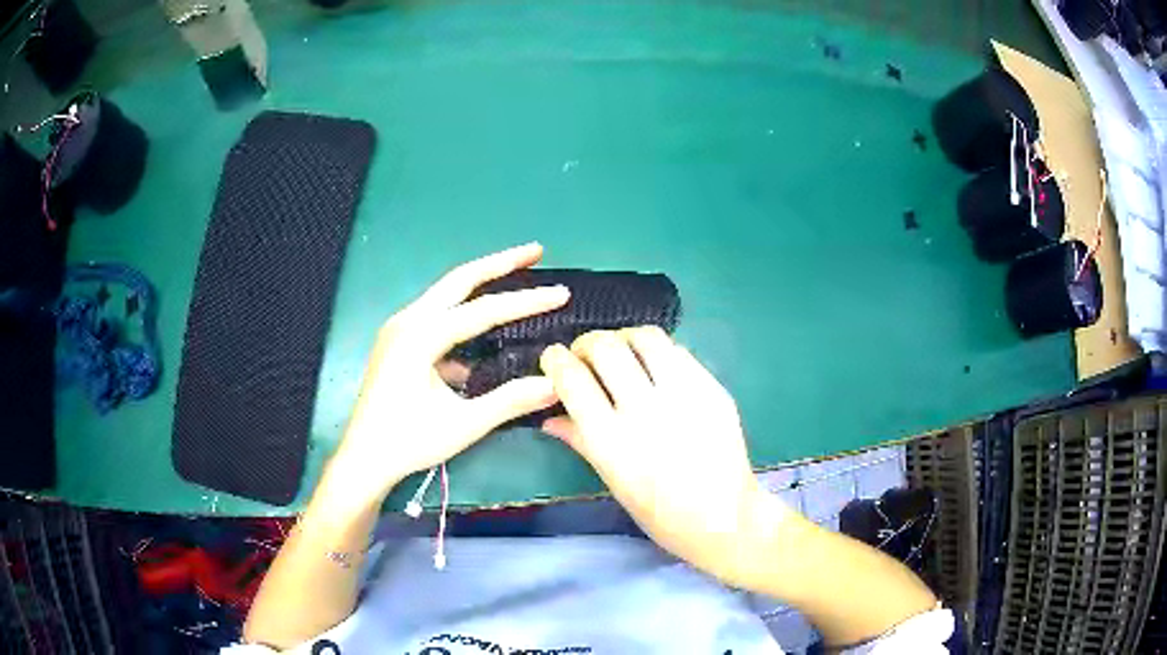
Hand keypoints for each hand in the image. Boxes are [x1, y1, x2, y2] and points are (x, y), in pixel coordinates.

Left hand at [325, 243, 569, 505]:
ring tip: (515, 277)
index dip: (526, 301)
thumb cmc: (410, 442)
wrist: (364, 459)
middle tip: (536, 251)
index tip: (562, 292)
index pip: (483, 310)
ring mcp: (399, 329)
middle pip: (459, 280)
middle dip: (499, 263)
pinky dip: (463, 315)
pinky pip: (436, 318)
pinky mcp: (398, 343)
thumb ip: (510, 400)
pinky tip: (483, 333)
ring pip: (446, 295)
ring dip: (480, 285)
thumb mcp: (465, 424)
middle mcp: (407, 321)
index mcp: (420, 336)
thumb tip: (556, 383)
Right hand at [539, 328, 785, 585]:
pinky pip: (678, 352)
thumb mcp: (613, 482)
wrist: (724, 519)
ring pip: (645, 337)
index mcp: (611, 441)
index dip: (556, 360)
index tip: (554, 359)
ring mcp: (684, 396)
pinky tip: (656, 369)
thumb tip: (550, 417)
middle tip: (586, 356)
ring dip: (624, 339)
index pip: (572, 379)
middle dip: (586, 343)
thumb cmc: (660, 514)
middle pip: (605, 347)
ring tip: (622, 354)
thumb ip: (580, 441)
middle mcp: (645, 411)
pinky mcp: (712, 389)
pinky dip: (658, 353)